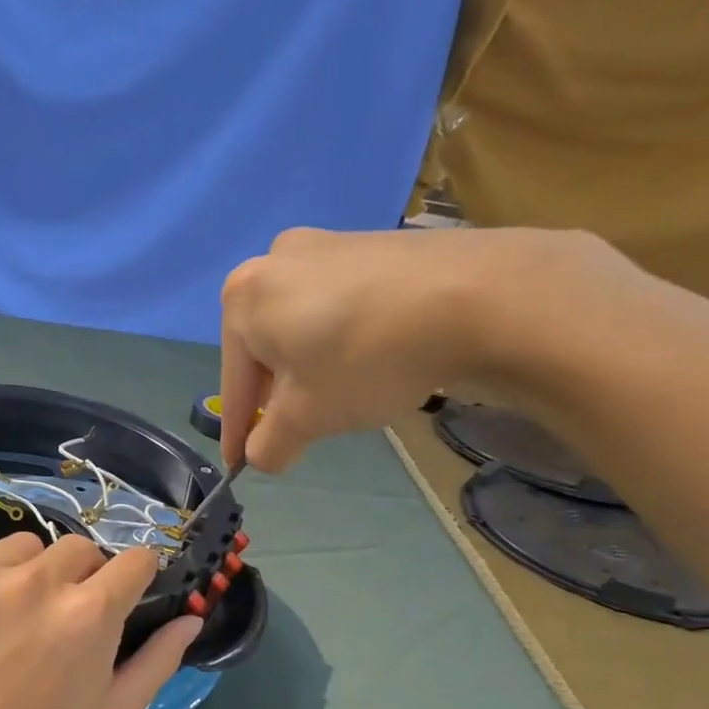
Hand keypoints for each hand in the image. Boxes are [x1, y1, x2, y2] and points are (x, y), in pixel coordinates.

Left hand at [0, 529, 201, 708]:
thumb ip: (159, 660)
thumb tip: (191, 617)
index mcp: (89, 614)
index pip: (135, 560)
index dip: (135, 578)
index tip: (122, 597)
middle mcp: (36, 582)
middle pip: (80, 548)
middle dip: (83, 578)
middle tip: (62, 619)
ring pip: (24, 545)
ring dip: (29, 571)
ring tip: (12, 614)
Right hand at [218, 224, 632, 471]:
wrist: (474, 296)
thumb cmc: (363, 360)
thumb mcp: (306, 419)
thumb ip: (269, 445)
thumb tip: (261, 455)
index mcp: (243, 298)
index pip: (234, 384)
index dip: (238, 432)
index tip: (240, 465)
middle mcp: (275, 260)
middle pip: (264, 350)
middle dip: (276, 395)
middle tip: (295, 431)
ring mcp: (326, 244)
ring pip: (301, 327)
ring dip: (309, 368)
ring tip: (337, 397)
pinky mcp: (370, 243)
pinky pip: (336, 306)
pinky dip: (340, 341)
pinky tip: (368, 360)